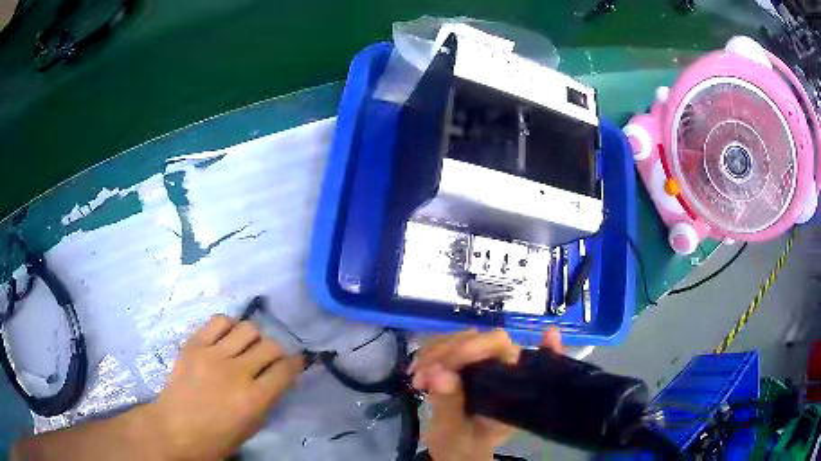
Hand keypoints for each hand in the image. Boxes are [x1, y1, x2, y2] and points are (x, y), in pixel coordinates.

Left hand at [149, 314, 303, 460]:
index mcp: (253, 399)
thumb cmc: (216, 438)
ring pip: (247, 329)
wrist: (174, 429)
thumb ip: (267, 400)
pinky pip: (218, 321)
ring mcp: (213, 355)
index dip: (295, 364)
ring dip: (254, 338)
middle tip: (269, 359)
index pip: (285, 370)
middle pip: (269, 346)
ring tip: (247, 347)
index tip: (295, 363)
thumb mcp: (251, 427)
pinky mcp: (194, 344)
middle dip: (276, 352)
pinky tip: (227, 337)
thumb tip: (278, 378)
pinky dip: (229, 326)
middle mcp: (237, 372)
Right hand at [411, 328, 561, 460]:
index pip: (506, 350)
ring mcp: (484, 363)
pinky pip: (448, 345)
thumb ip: (449, 406)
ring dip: (436, 352)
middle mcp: (504, 370)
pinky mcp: (465, 362)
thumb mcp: (453, 433)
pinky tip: (416, 369)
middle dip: (450, 352)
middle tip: (424, 375)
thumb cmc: (463, 446)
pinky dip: (430, 353)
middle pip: (482, 339)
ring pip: (463, 338)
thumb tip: (439, 374)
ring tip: (416, 377)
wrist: (458, 452)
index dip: (485, 345)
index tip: (468, 353)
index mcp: (512, 388)